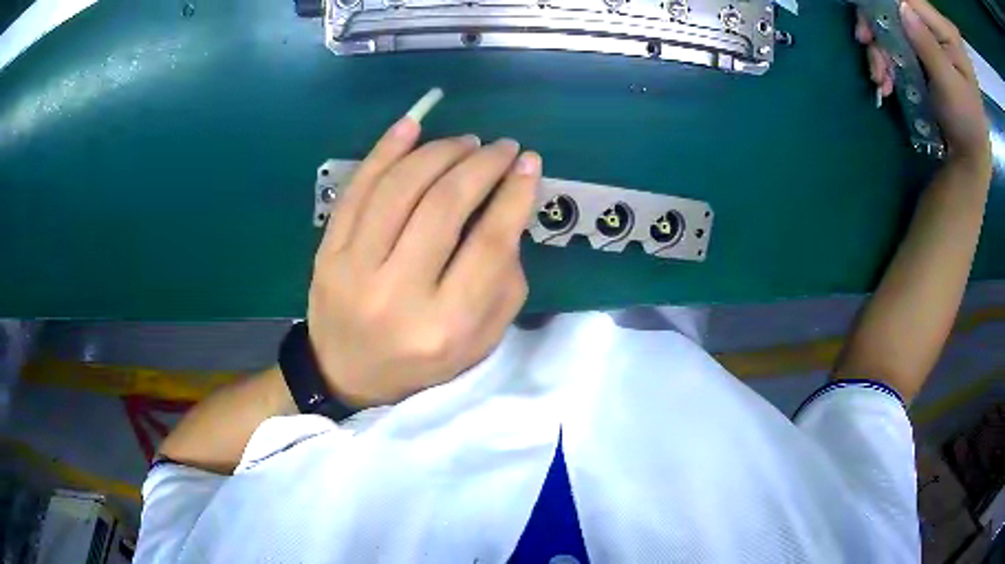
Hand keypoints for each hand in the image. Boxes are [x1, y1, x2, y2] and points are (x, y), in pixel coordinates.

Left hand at [307, 118, 540, 406]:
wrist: (345, 374)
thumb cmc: (422, 363)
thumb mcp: (480, 340)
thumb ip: (504, 282)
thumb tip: (509, 209)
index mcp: (444, 325)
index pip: (489, 244)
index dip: (515, 195)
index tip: (530, 164)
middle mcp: (396, 294)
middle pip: (444, 206)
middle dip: (481, 165)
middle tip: (502, 148)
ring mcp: (352, 269)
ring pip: (400, 188)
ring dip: (438, 152)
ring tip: (465, 142)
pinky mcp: (327, 252)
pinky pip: (357, 189)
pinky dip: (385, 150)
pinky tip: (412, 126)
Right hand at [856, 0, 990, 170]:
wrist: (968, 157)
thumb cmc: (965, 126)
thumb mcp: (950, 87)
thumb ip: (928, 45)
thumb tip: (901, 7)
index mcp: (946, 35)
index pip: (912, 2)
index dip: (888, 3)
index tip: (868, 19)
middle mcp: (936, 30)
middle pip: (897, 9)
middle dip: (878, 26)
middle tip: (865, 43)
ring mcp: (928, 41)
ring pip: (892, 27)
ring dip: (880, 50)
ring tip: (880, 79)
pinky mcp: (921, 54)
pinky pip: (895, 46)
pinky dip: (886, 62)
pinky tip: (886, 82)